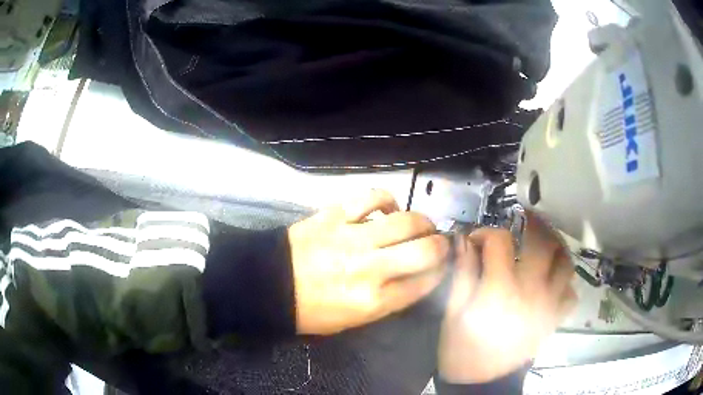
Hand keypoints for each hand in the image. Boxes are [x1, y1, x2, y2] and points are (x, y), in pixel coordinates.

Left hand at [289, 189, 448, 334]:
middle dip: (440, 245)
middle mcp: (371, 268)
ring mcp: (353, 238)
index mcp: (374, 301)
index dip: (440, 272)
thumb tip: (413, 278)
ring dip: (421, 221)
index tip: (441, 266)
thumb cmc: (310, 311)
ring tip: (420, 224)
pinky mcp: (335, 215)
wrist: (269, 285)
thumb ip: (388, 301)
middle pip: (425, 250)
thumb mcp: (353, 320)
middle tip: (438, 242)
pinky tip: (388, 208)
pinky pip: (371, 197)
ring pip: (406, 221)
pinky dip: (386, 199)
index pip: (424, 283)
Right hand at [438, 213, 576, 383]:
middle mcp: (531, 291)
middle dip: (533, 223)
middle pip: (543, 242)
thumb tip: (465, 241)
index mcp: (501, 289)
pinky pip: (570, 293)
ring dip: (556, 245)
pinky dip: (564, 282)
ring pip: (565, 263)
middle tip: (523, 219)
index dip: (487, 233)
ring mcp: (548, 305)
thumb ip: (463, 273)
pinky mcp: (554, 319)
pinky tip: (552, 280)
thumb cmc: (462, 348)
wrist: (481, 382)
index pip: (501, 241)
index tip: (477, 239)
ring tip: (545, 240)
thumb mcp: (453, 312)